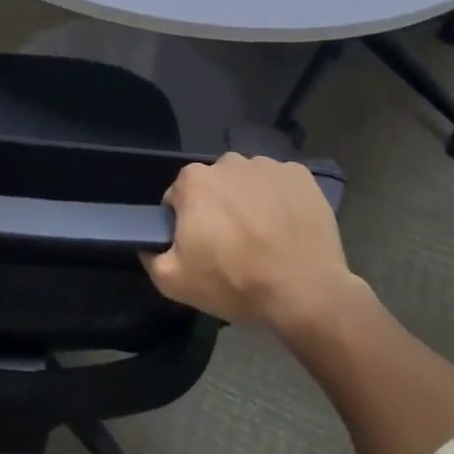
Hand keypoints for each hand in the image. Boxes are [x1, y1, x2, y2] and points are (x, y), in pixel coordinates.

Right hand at [143, 153, 356, 330]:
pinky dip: (281, 201)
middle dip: (218, 210)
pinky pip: (281, 185)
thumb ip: (151, 256)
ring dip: (250, 203)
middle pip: (215, 186)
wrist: (305, 292)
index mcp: (194, 180)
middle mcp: (228, 161)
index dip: (187, 225)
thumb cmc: (235, 282)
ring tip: (264, 239)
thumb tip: (148, 243)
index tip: (201, 249)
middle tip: (233, 247)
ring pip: (248, 183)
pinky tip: (287, 230)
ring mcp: (268, 166)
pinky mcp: (300, 175)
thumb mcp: (174, 282)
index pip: (179, 198)